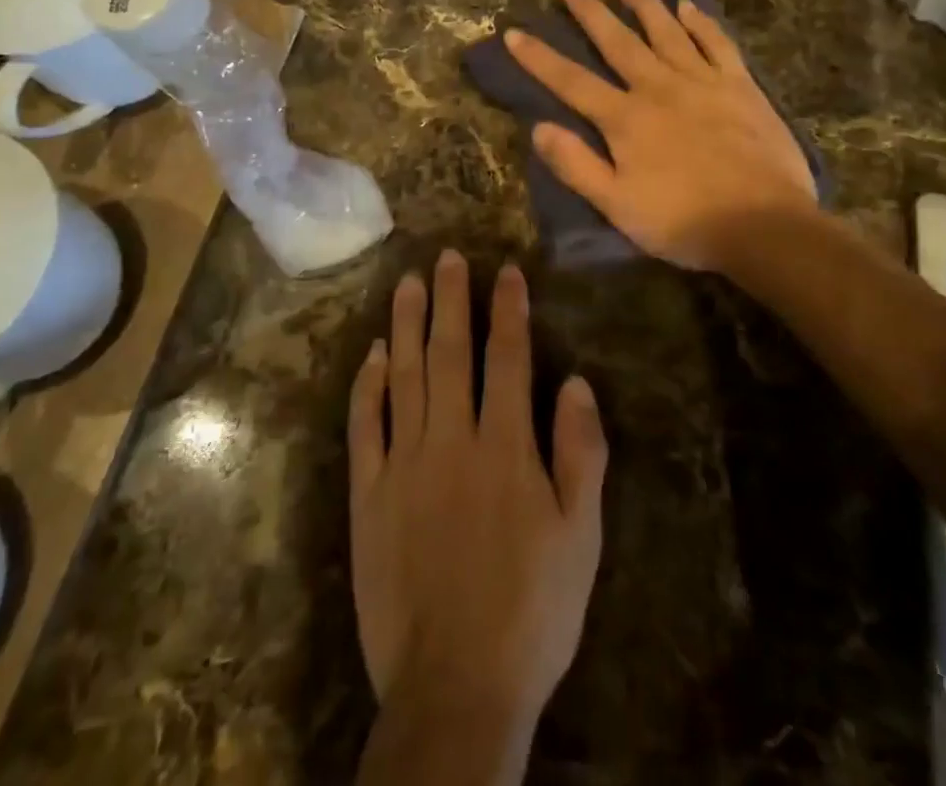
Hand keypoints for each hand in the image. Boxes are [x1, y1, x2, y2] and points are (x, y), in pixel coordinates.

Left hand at [349, 251, 606, 728]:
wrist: (456, 688)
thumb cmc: (532, 611)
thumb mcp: (581, 537)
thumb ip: (580, 454)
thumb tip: (575, 382)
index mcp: (505, 447)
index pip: (508, 357)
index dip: (509, 309)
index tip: (506, 269)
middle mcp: (452, 440)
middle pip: (451, 353)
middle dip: (452, 299)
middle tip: (446, 257)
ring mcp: (404, 464)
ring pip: (405, 376)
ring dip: (407, 326)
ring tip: (408, 284)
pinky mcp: (369, 495)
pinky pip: (365, 427)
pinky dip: (367, 386)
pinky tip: (372, 354)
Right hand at [506, 0, 815, 273]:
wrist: (764, 224)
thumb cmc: (684, 222)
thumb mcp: (618, 206)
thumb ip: (577, 166)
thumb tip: (538, 128)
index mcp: (626, 119)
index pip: (572, 82)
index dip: (540, 58)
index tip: (514, 32)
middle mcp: (659, 88)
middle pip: (618, 43)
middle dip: (591, 13)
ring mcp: (702, 82)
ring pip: (667, 32)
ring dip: (644, 5)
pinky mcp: (740, 86)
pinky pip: (716, 43)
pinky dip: (700, 22)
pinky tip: (688, 6)